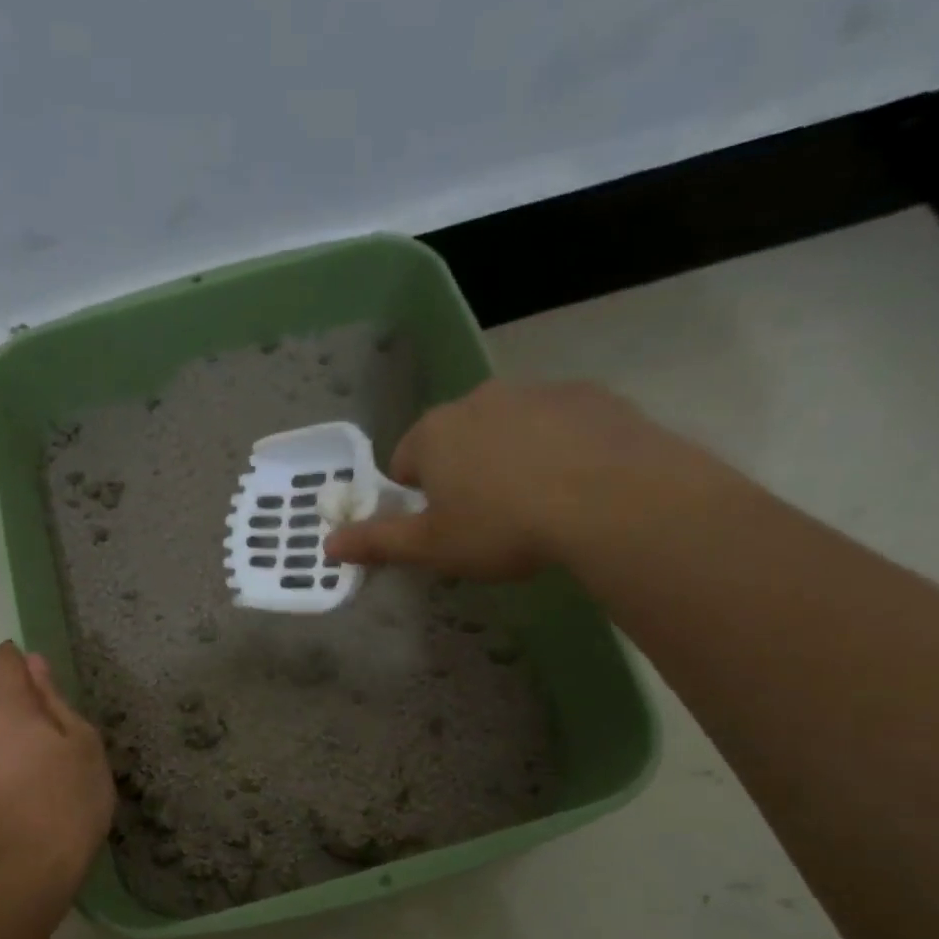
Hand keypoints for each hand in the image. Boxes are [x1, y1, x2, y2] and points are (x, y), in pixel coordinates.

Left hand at [0, 642, 113, 890]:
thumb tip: (34, 665)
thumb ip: (54, 701)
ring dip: (10, 754)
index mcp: (5, 713)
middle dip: (24, 722)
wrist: (30, 873)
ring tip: (42, 789)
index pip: (1, 664)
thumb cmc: (70, 800)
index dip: (16, 660)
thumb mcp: (83, 745)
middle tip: (59, 755)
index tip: (35, 673)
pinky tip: (22, 810)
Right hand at [326, 380, 720, 579]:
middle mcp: (479, 399)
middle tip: (487, 521)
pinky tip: (576, 486)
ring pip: (508, 429)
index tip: (441, 527)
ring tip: (537, 506)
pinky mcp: (589, 396)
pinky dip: (558, 449)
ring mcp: (537, 391)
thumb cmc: (503, 526)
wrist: (611, 499)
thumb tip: (328, 546)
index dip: (416, 498)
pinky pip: (558, 425)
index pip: (404, 461)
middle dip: (463, 474)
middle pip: (456, 439)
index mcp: (434, 432)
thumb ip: (379, 542)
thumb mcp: (433, 547)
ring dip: (510, 459)